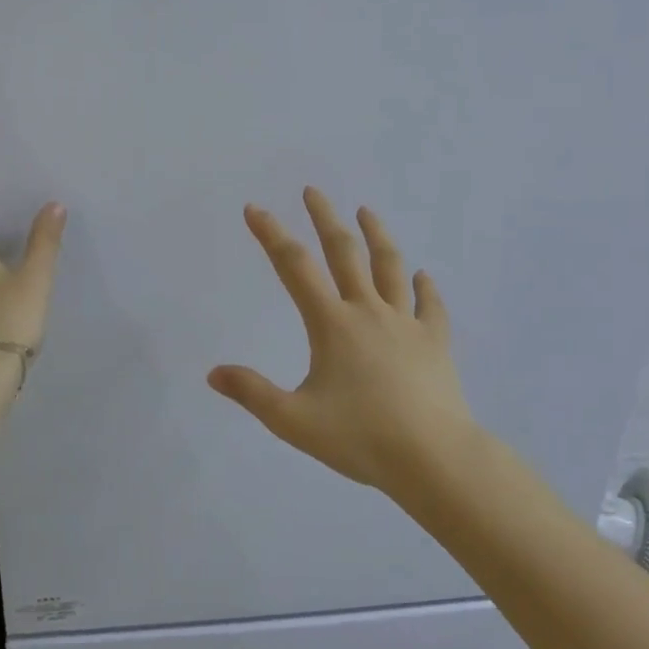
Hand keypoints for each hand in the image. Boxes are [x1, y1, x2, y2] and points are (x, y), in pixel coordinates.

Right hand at [208, 187, 477, 491]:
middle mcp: (369, 312)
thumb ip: (253, 393)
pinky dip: (425, 288)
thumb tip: (213, 373)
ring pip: (390, 267)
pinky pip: (430, 307)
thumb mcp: (294, 421)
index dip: (271, 235)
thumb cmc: (361, 438)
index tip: (255, 208)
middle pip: (345, 253)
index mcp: (333, 324)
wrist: (433, 457)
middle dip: (325, 219)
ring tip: (366, 211)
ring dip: (377, 236)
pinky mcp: (435, 343)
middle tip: (313, 191)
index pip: (295, 268)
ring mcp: (406, 324)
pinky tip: (423, 276)